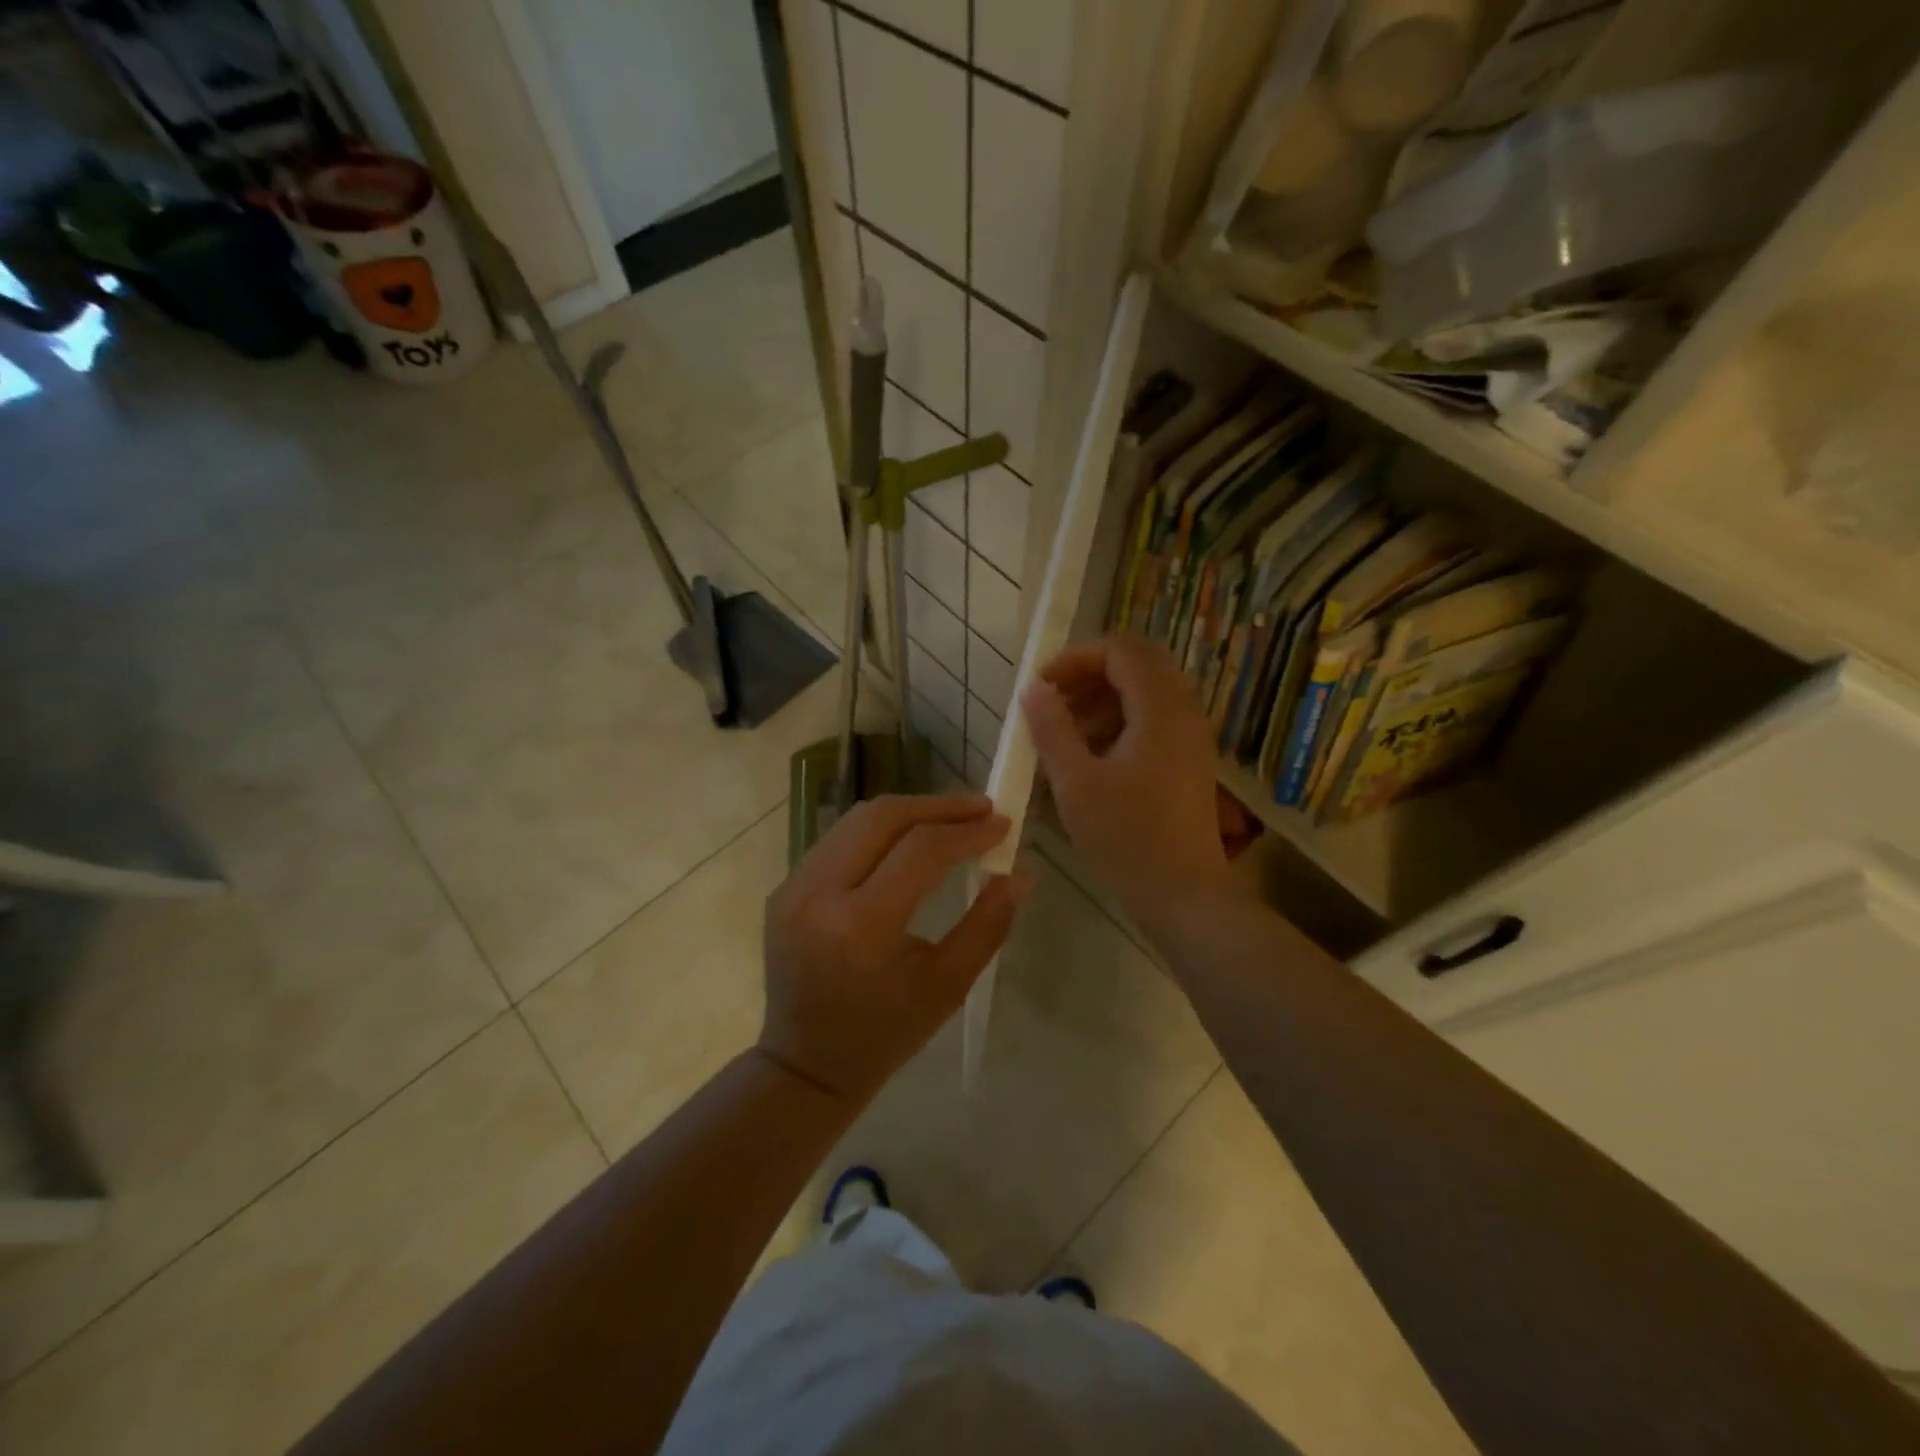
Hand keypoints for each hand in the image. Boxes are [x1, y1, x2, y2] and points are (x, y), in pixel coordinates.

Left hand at [759, 793, 1025, 1101]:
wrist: (806, 1064)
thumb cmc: (886, 1034)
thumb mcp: (948, 986)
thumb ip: (988, 924)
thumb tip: (1020, 874)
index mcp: (861, 926)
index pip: (920, 850)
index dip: (966, 831)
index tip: (1002, 823)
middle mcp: (818, 893)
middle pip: (882, 817)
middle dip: (937, 806)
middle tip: (980, 808)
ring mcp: (793, 886)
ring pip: (856, 820)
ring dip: (908, 811)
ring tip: (951, 817)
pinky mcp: (784, 887)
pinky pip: (839, 840)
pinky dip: (880, 830)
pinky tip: (909, 839)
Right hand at [1022, 637, 1239, 930]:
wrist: (1186, 896)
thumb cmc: (1127, 840)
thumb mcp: (1076, 784)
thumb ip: (1052, 730)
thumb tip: (1033, 690)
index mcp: (1160, 710)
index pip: (1121, 650)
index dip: (1077, 658)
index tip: (1042, 687)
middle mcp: (1184, 712)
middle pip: (1137, 664)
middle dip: (1089, 675)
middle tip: (1053, 703)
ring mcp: (1191, 736)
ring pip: (1146, 691)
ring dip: (1102, 699)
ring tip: (1064, 733)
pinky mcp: (1189, 760)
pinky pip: (1154, 719)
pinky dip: (1120, 721)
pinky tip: (1091, 757)